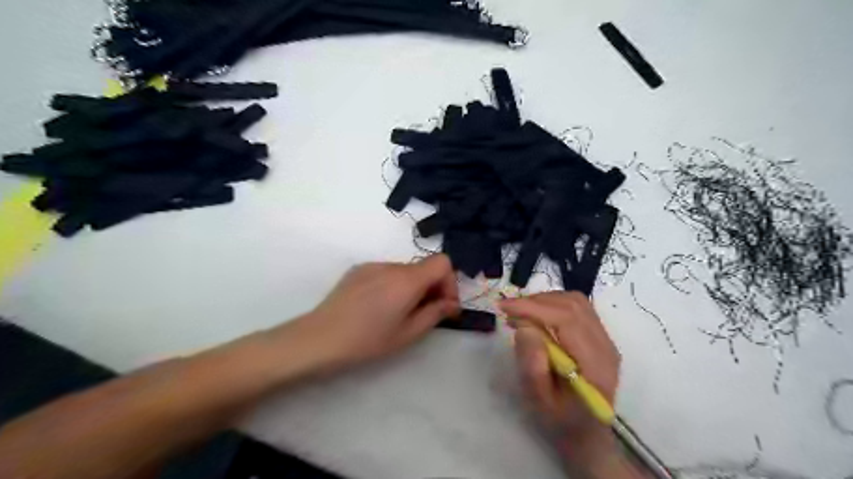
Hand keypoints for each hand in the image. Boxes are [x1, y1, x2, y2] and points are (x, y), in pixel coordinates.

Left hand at [289, 255, 458, 370]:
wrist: (319, 338)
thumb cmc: (367, 341)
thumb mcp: (407, 334)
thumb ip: (434, 314)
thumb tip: (451, 303)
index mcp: (407, 280)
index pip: (443, 262)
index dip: (449, 282)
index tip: (443, 306)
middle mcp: (391, 265)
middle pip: (423, 267)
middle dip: (431, 288)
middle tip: (424, 314)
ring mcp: (372, 265)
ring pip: (405, 271)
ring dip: (411, 287)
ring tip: (398, 313)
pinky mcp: (358, 270)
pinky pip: (386, 272)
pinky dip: (393, 285)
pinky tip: (378, 307)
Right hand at [501, 291, 621, 463]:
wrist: (587, 435)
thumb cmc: (561, 423)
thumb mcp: (540, 402)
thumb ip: (533, 366)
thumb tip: (524, 327)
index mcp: (595, 365)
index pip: (567, 320)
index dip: (534, 308)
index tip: (505, 307)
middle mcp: (606, 346)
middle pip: (573, 305)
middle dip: (536, 301)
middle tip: (509, 311)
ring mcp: (605, 340)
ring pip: (576, 302)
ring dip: (544, 301)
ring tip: (520, 313)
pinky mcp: (599, 337)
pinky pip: (577, 308)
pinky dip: (553, 305)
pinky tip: (537, 317)